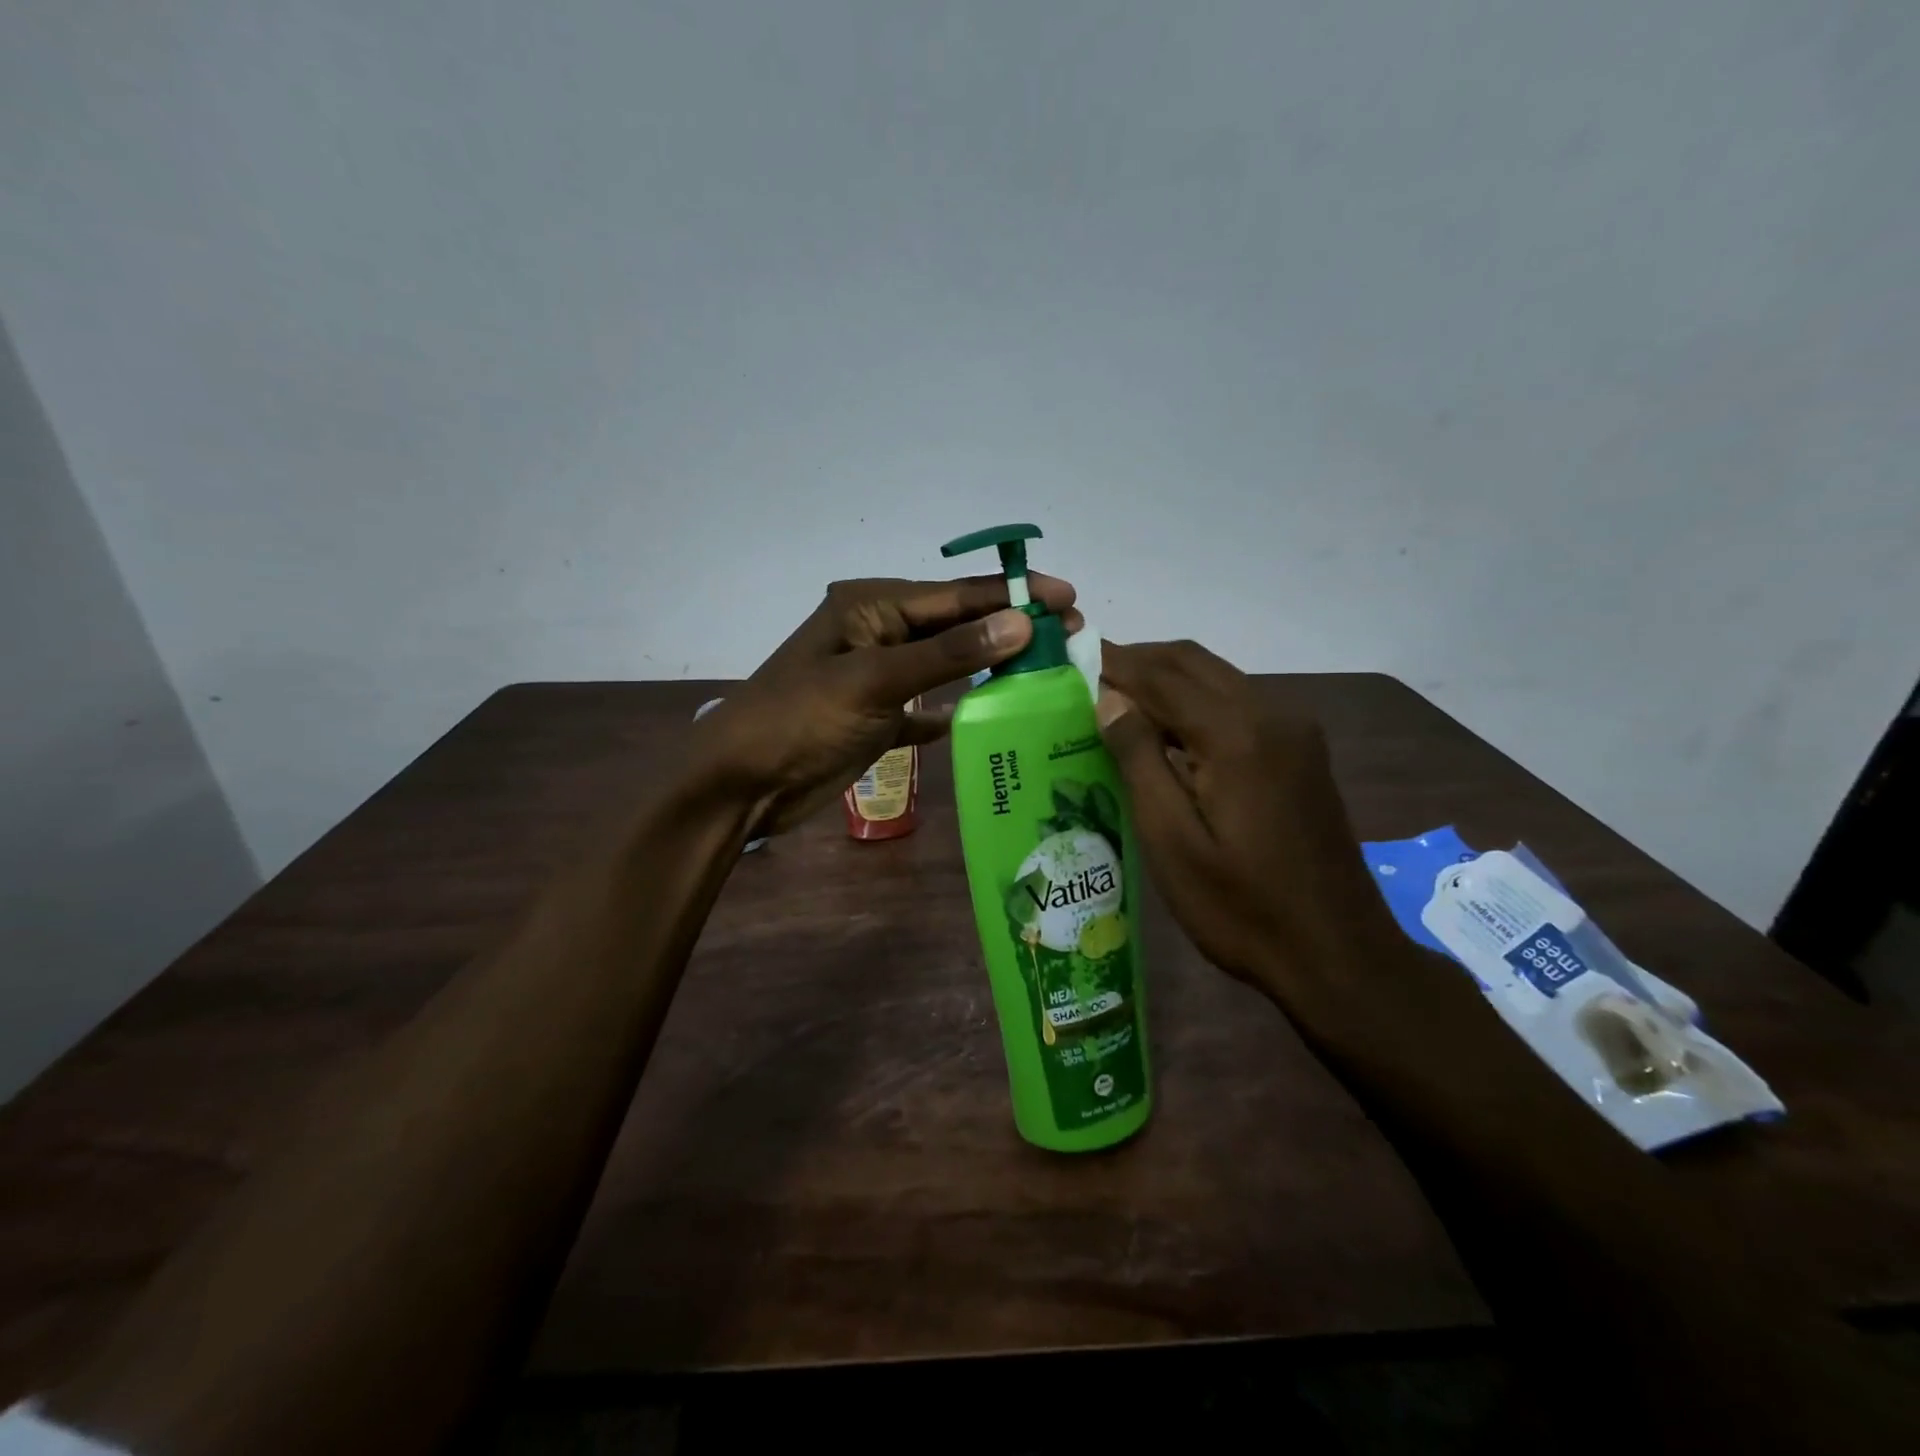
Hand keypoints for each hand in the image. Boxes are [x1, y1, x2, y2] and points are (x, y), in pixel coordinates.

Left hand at [694, 575, 1081, 834]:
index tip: (1068, 597)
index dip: (1013, 594)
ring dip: (991, 666)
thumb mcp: (873, 680)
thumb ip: (947, 653)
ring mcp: (879, 676)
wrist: (741, 784)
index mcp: (872, 605)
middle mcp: (879, 632)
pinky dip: (958, 707)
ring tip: (1046, 671)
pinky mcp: (879, 717)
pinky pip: (930, 705)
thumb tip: (1020, 622)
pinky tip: (994, 713)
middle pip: (957, 625)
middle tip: (1070, 636)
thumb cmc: (799, 720)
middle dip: (1010, 628)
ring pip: (947, 663)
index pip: (956, 594)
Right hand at [1096, 640, 1396, 999]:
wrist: (1338, 955)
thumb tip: (1109, 699)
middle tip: (1091, 675)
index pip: (1162, 676)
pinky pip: (1239, 704)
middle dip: (1141, 661)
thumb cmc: (1240, 908)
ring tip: (1119, 701)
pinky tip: (1170, 732)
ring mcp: (1295, 732)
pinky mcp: (1302, 752)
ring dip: (1169, 679)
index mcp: (1237, 735)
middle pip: (1194, 663)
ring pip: (1219, 679)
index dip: (1115, 663)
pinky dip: (1197, 701)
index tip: (1074, 657)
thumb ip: (1139, 760)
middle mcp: (1272, 715)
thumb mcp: (1172, 841)